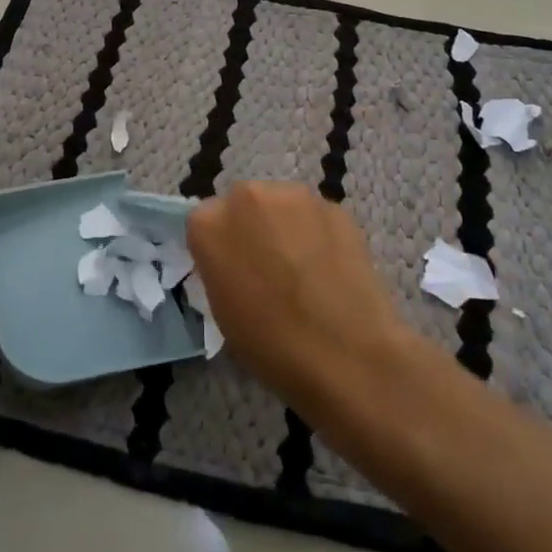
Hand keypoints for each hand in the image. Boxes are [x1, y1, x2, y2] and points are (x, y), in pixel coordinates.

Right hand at [186, 182, 415, 415]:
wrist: (346, 355)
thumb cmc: (270, 344)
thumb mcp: (222, 309)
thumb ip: (221, 267)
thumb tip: (238, 261)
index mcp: (208, 223)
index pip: (206, 222)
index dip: (221, 246)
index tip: (234, 270)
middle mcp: (247, 196)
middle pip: (245, 203)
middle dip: (253, 227)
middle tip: (269, 266)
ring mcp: (295, 197)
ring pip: (282, 206)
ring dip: (287, 226)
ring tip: (305, 268)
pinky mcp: (335, 206)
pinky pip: (316, 216)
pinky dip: (319, 234)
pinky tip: (331, 269)